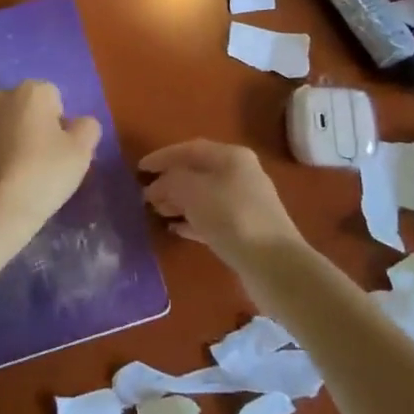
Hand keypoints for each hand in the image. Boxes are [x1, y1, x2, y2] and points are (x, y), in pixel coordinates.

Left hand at [0, 81, 100, 266]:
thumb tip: (79, 124)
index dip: (62, 123)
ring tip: (24, 173)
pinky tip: (4, 180)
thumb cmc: (44, 173)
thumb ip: (87, 127)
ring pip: (6, 125)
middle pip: (27, 108)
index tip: (62, 149)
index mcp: (31, 90)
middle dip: (36, 126)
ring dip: (15, 139)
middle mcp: (0, 96)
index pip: (55, 97)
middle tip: (45, 160)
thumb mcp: (82, 151)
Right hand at [139, 140, 303, 271]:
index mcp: (231, 156)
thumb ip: (169, 182)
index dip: (162, 157)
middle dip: (169, 181)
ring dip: (178, 202)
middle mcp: (240, 174)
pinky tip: (175, 229)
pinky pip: (212, 218)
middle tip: (145, 195)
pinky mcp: (246, 231)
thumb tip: (156, 186)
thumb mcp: (192, 191)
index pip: (190, 149)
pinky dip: (192, 221)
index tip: (139, 169)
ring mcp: (245, 203)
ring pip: (203, 196)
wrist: (274, 265)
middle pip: (197, 172)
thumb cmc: (231, 216)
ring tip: (156, 212)